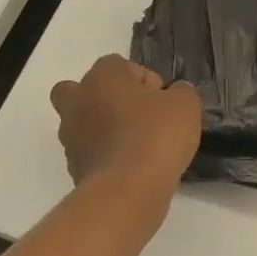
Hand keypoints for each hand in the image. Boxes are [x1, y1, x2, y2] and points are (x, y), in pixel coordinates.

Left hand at [51, 55, 200, 200]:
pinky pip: (90, 152)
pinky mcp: (73, 167)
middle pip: (86, 90)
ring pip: (84, 122)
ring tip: (138, 146)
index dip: (146, 81)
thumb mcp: (186, 105)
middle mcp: (77, 101)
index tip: (163, 102)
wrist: (128, 191)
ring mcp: (70, 136)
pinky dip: (105, 155)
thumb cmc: (156, 136)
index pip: (120, 65)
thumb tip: (174, 94)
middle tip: (137, 115)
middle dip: (108, 98)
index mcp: (101, 77)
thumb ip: (181, 92)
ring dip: (105, 128)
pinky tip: (131, 167)